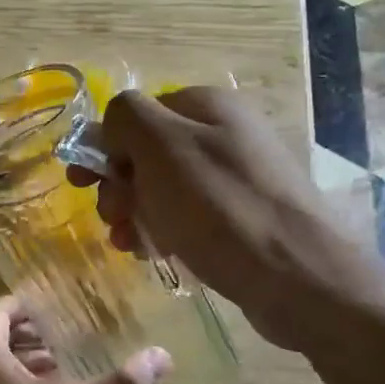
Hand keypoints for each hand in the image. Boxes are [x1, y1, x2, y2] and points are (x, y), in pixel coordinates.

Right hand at [75, 88, 378, 348]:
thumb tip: (113, 123)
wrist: (299, 277)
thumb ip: (127, 117)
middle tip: (115, 218)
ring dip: (137, 213)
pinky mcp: (243, 217)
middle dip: (121, 186)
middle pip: (148, 152)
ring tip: (132, 244)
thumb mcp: (162, 146)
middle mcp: (224, 134)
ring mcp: (237, 177)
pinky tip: (158, 254)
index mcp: (206, 106)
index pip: (135, 114)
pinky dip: (165, 231)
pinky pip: (189, 216)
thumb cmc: (220, 208)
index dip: (105, 146)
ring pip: (165, 189)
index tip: (85, 184)